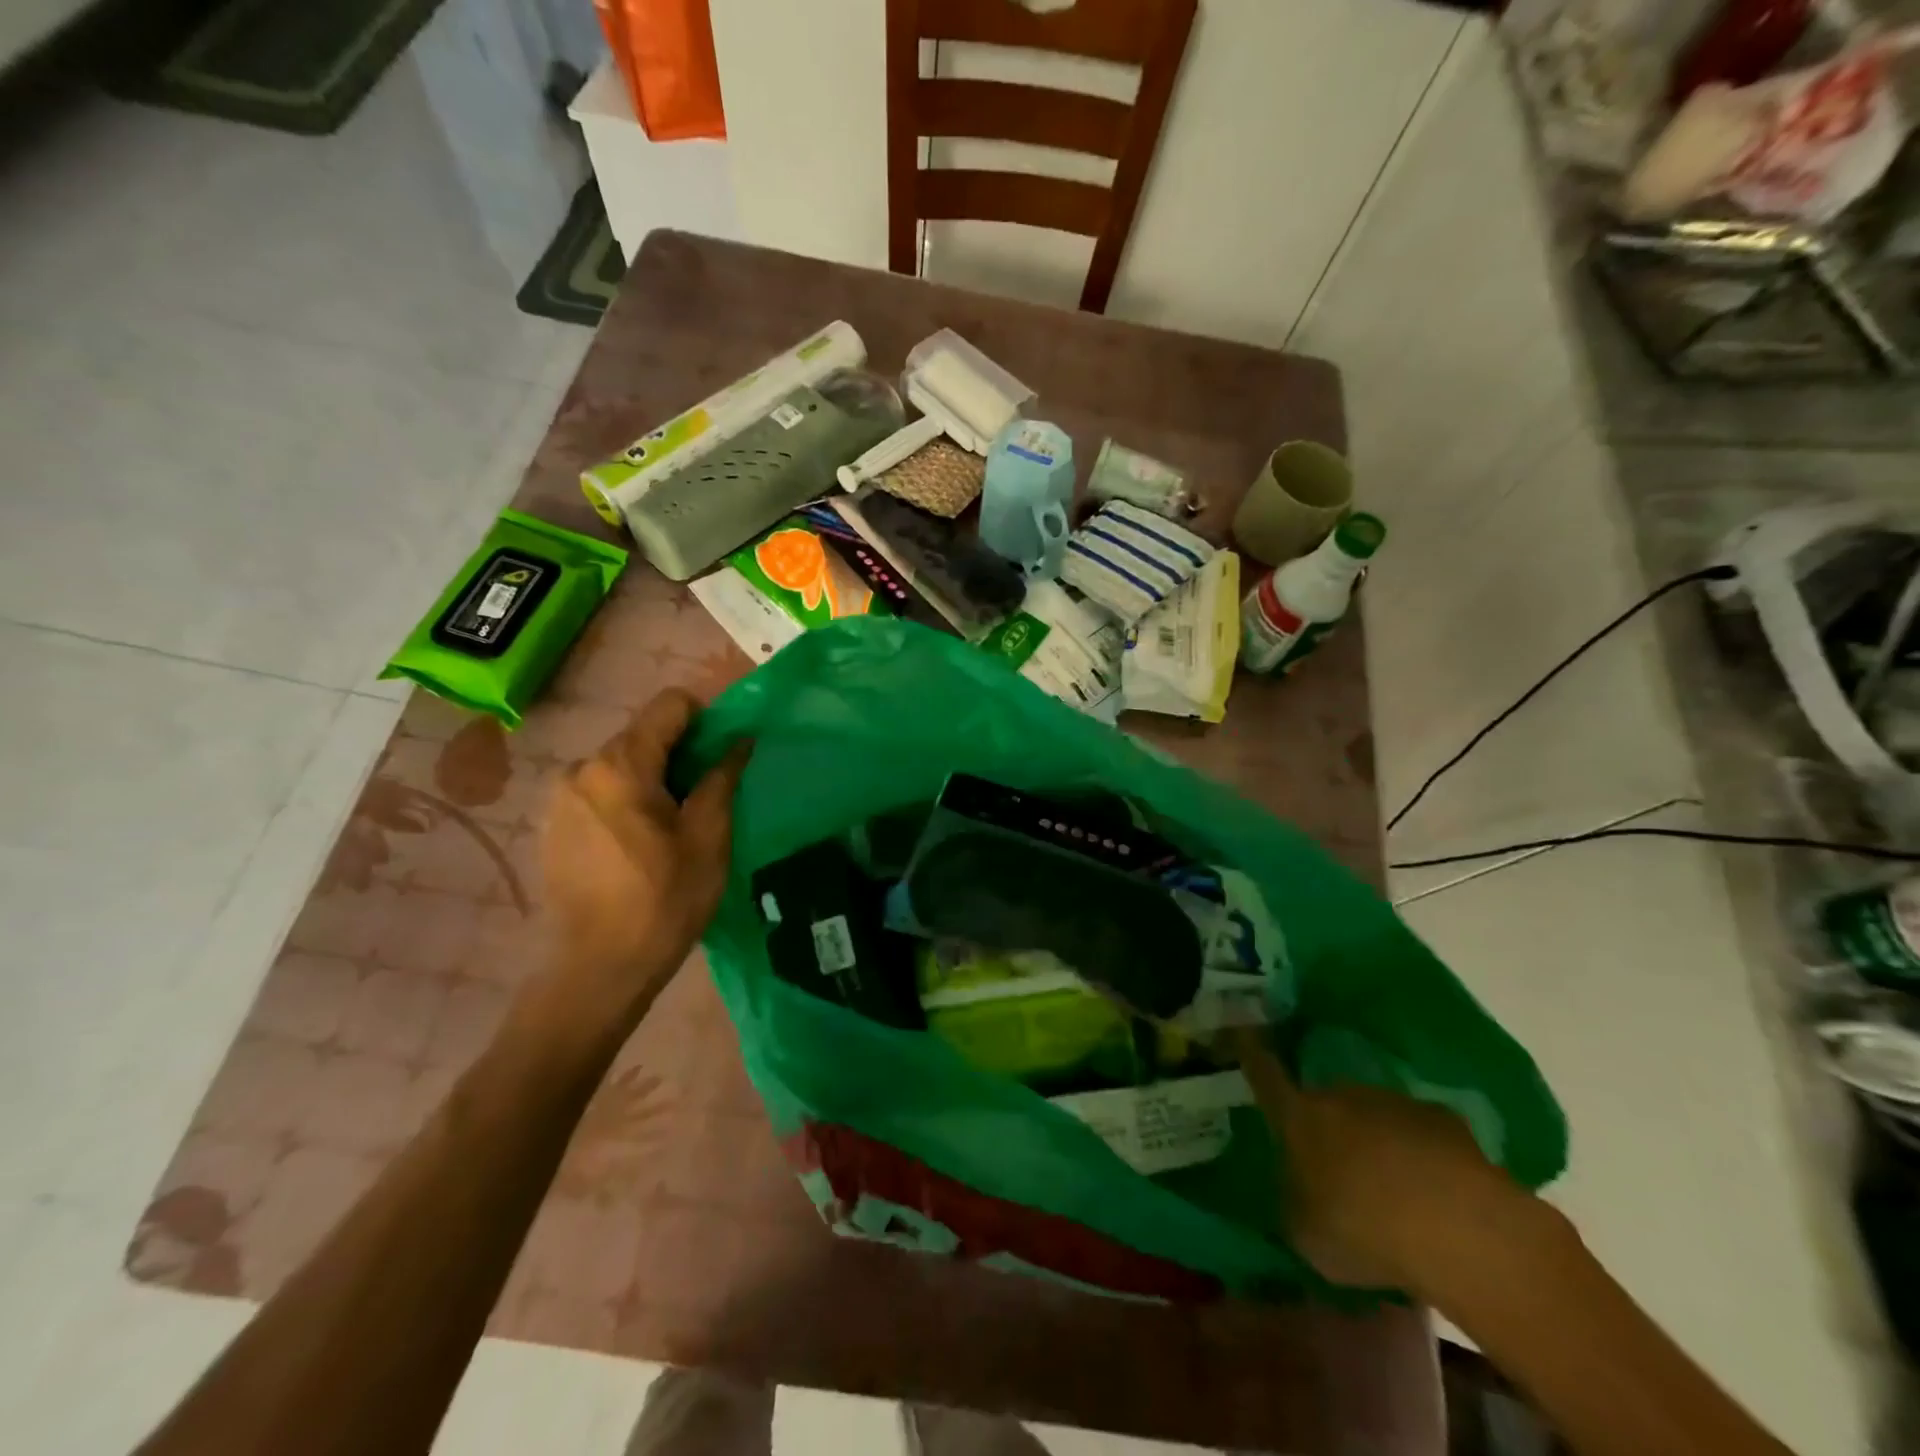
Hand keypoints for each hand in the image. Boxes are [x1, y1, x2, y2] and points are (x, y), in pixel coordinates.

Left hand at [538, 689, 749, 1029]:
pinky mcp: (551, 824)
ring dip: (654, 779)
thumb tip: (741, 739)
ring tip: (672, 828)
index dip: (707, 719)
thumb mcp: (708, 837)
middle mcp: (580, 768)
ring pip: (622, 764)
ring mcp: (559, 797)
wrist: (598, 969)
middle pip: (644, 734)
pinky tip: (639, 845)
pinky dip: (627, 800)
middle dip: (681, 755)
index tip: (723, 757)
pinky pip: (600, 790)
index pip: (669, 705)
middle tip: (704, 800)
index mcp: (620, 765)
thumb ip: (722, 778)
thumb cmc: (663, 901)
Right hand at [1229, 1027, 1531, 1292]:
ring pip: (1375, 1116)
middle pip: (1326, 1101)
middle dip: (1330, 1127)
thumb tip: (1295, 1193)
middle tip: (1340, 1169)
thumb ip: (1294, 1204)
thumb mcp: (1306, 1232)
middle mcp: (1340, 1094)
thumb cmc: (1360, 1228)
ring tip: (1395, 1191)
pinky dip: (1422, 1156)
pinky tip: (1436, 1195)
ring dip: (1377, 1142)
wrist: (1457, 1227)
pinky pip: (1421, 1134)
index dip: (1251, 1052)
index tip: (1241, 1029)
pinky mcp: (1445, 1120)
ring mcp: (1394, 1102)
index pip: (1264, 1074)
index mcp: (1298, 1116)